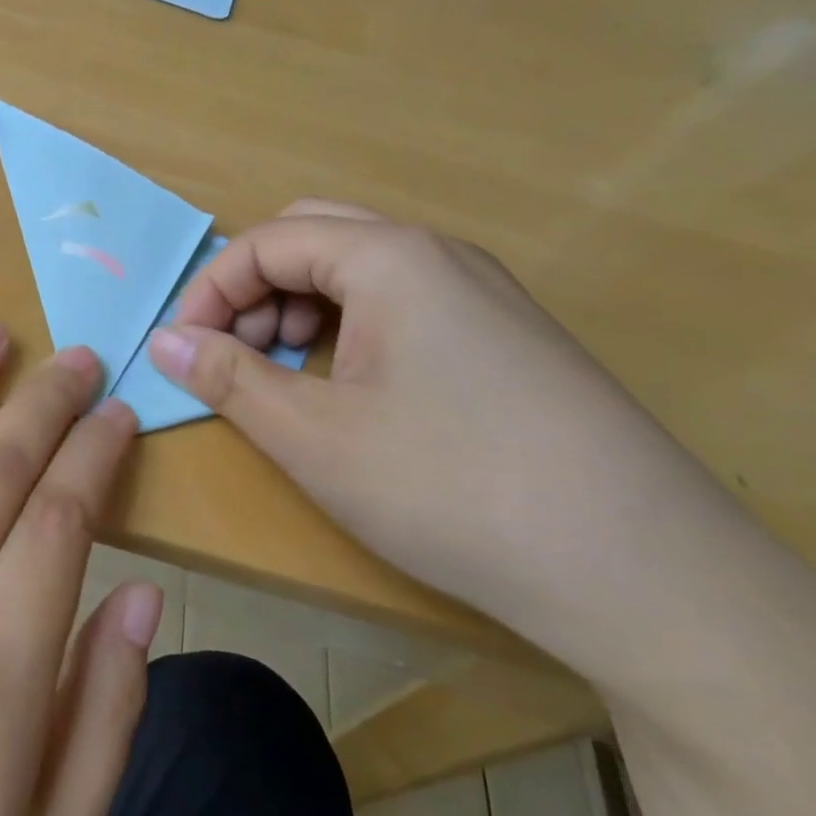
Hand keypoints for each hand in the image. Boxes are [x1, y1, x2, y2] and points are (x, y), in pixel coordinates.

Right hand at [147, 199, 727, 667]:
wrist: (653, 578)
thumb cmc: (454, 489)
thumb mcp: (315, 437)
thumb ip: (226, 378)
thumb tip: (161, 341)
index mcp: (388, 257)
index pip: (265, 242)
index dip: (210, 292)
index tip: (183, 351)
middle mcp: (438, 255)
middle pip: (312, 237)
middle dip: (255, 289)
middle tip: (235, 354)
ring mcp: (482, 294)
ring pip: (358, 270)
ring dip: (300, 308)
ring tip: (287, 378)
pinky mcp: (508, 338)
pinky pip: (401, 303)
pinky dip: (350, 330)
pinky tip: (352, 393)